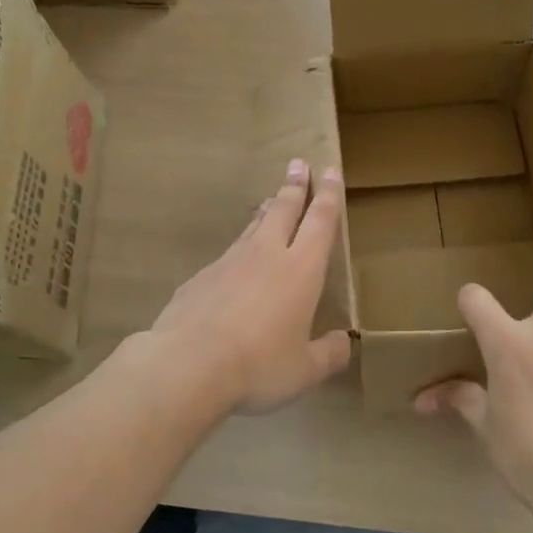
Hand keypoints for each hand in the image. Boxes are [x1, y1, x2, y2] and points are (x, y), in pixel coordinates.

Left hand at [149, 159, 351, 413]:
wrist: (188, 364)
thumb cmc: (258, 365)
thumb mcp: (304, 370)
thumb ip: (328, 354)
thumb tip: (343, 343)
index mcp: (301, 270)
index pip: (320, 222)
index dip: (328, 195)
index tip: (330, 170)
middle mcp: (267, 255)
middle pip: (284, 210)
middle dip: (294, 186)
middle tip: (298, 163)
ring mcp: (230, 262)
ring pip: (253, 227)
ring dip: (266, 210)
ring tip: (270, 199)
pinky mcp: (201, 277)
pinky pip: (228, 254)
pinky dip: (239, 247)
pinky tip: (235, 260)